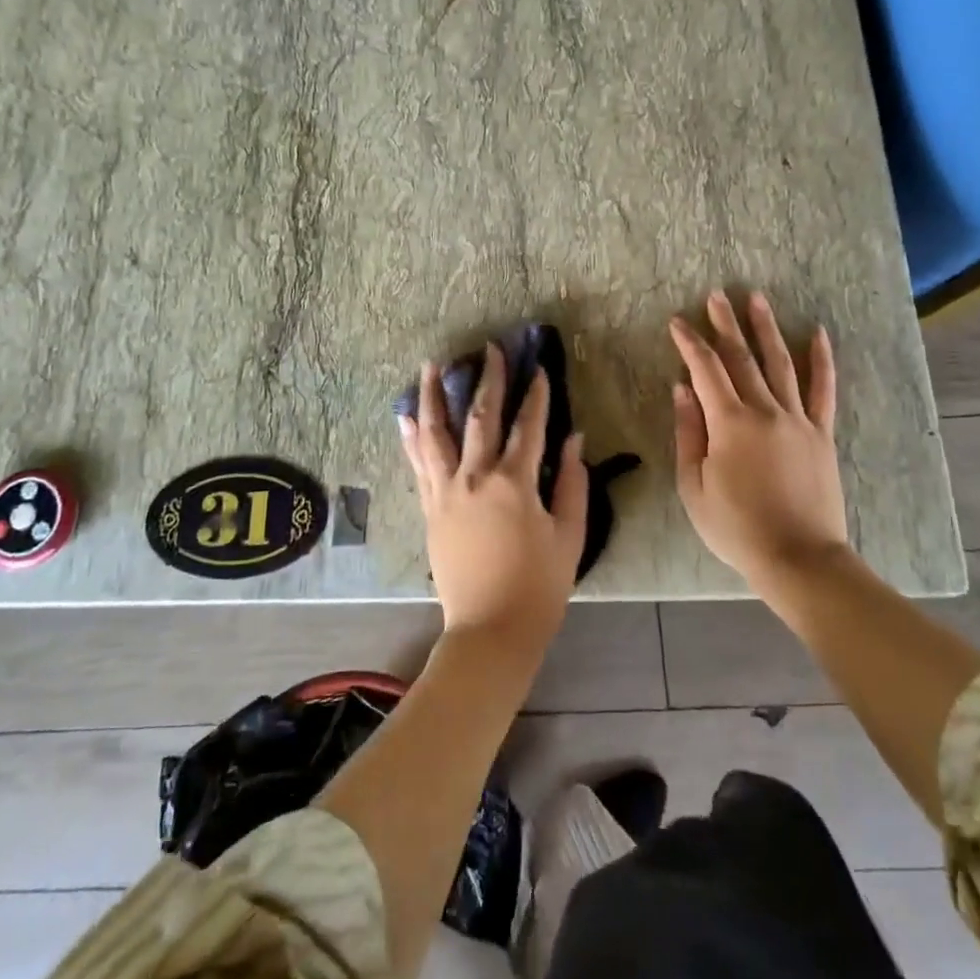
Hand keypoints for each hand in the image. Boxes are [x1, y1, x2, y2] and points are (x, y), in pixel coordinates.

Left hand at [398, 346, 588, 665]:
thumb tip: (574, 439)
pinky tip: (405, 417)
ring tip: (431, 365)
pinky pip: (418, 465)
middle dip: (488, 380)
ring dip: (433, 396)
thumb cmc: (539, 586)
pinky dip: (411, 438)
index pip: (528, 427)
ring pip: (437, 433)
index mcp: (515, 484)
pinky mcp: (429, 508)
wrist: (490, 629)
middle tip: (489, 349)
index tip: (539, 369)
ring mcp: (446, 492)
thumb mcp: (570, 536)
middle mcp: (475, 478)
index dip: (536, 396)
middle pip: (481, 417)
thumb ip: (573, 484)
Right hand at [670, 291, 850, 601]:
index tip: (677, 322)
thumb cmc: (735, 526)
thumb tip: (682, 389)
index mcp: (729, 423)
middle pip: (742, 358)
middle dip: (725, 324)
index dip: (690, 343)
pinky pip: (823, 390)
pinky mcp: (821, 433)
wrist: (797, 556)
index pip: (705, 370)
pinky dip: (821, 361)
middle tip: (715, 295)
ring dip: (766, 329)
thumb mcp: (694, 485)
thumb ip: (689, 433)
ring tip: (757, 299)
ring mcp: (798, 420)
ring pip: (780, 363)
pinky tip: (818, 334)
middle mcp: (765, 411)